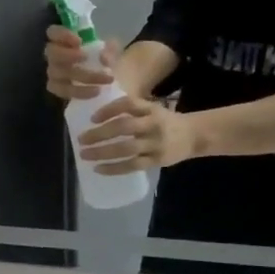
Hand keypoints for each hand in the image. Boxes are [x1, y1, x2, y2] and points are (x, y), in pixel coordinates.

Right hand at [46, 26, 117, 100]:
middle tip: (84, 57)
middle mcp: (54, 55)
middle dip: (66, 54)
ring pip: (57, 73)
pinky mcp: (57, 89)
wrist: (104, 79)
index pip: (53, 32)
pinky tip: (95, 91)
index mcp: (64, 39)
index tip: (79, 41)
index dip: (62, 35)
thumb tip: (103, 58)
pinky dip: (79, 91)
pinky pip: (63, 91)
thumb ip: (110, 50)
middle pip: (51, 52)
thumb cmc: (103, 58)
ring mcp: (53, 72)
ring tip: (103, 78)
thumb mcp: (111, 50)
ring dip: (81, 75)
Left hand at [78, 95, 197, 174]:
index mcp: (151, 108)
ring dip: (102, 152)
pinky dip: (114, 168)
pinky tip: (98, 169)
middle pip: (124, 127)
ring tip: (84, 154)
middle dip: (99, 133)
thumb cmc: (165, 121)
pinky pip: (132, 166)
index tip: (92, 118)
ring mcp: (155, 143)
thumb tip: (97, 116)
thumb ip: (131, 110)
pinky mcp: (156, 161)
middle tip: (81, 139)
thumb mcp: (152, 109)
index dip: (109, 110)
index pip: (128, 104)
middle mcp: (153, 124)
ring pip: (126, 148)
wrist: (194, 136)